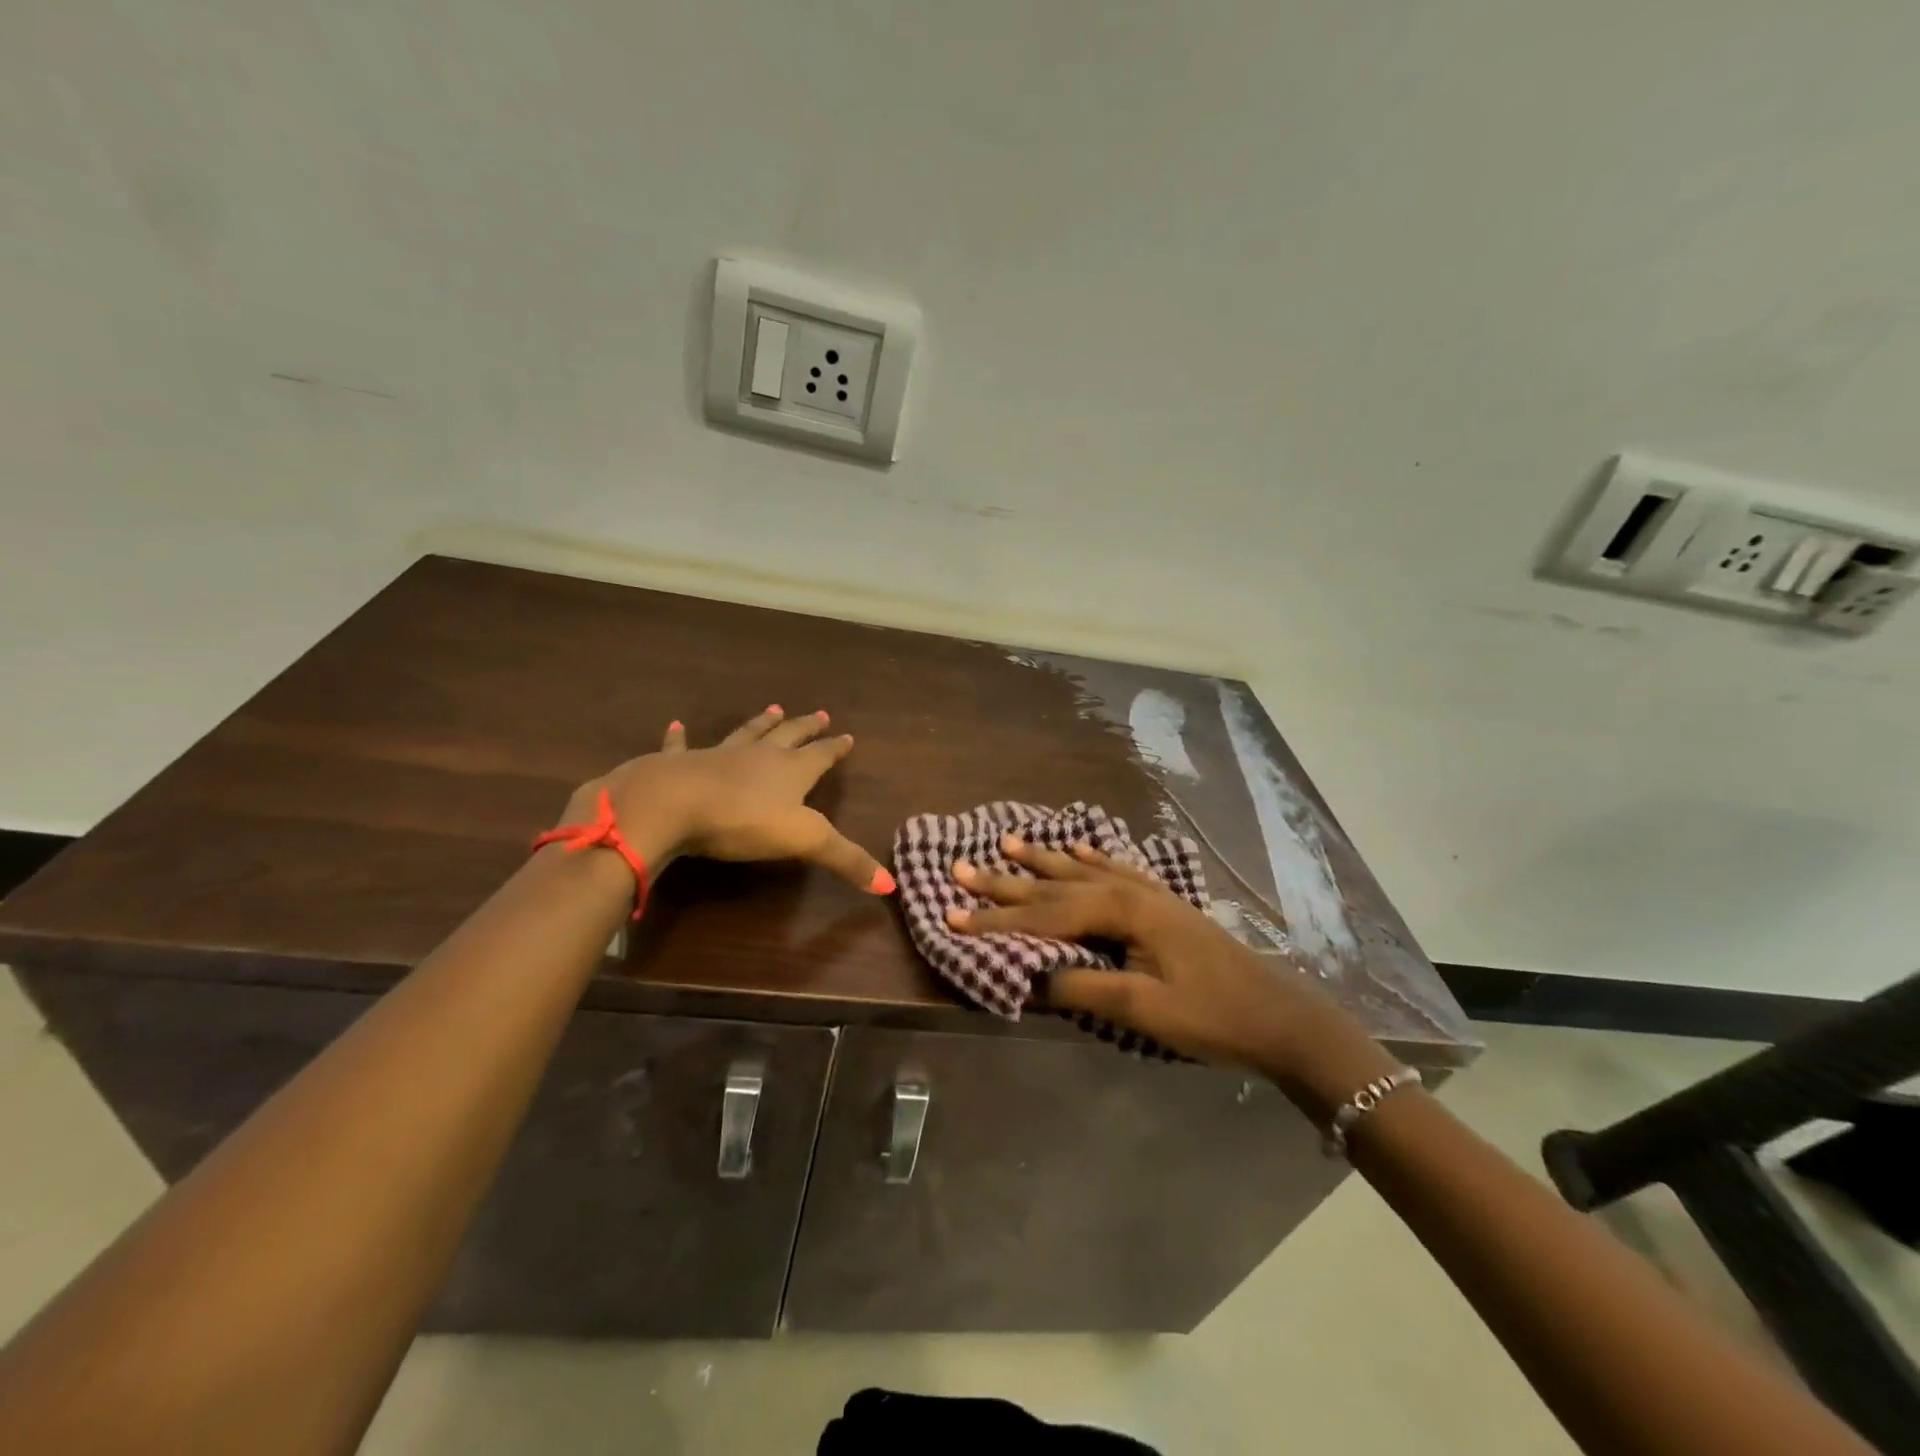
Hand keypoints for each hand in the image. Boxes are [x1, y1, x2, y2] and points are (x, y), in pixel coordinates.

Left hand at [557, 707, 891, 893]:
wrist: (672, 803)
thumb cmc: (743, 820)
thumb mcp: (804, 841)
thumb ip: (846, 860)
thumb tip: (891, 886)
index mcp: (790, 771)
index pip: (820, 756)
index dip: (835, 748)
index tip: (847, 736)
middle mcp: (758, 756)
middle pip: (788, 736)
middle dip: (805, 727)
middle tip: (819, 713)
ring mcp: (718, 756)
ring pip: (746, 734)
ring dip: (761, 723)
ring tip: (773, 708)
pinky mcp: (679, 764)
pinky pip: (681, 746)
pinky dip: (679, 737)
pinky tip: (676, 726)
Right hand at [947, 836, 1394, 1104]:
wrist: (1277, 1015)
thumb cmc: (1210, 1014)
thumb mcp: (1142, 1009)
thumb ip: (1082, 988)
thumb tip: (1030, 976)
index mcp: (1120, 911)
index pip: (1044, 915)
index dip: (996, 921)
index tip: (952, 917)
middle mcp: (1128, 890)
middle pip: (1055, 885)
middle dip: (1006, 882)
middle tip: (961, 867)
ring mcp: (1147, 892)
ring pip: (1080, 870)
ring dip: (1041, 860)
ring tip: (1008, 842)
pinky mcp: (1161, 902)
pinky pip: (1114, 869)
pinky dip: (1089, 858)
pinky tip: (1077, 847)